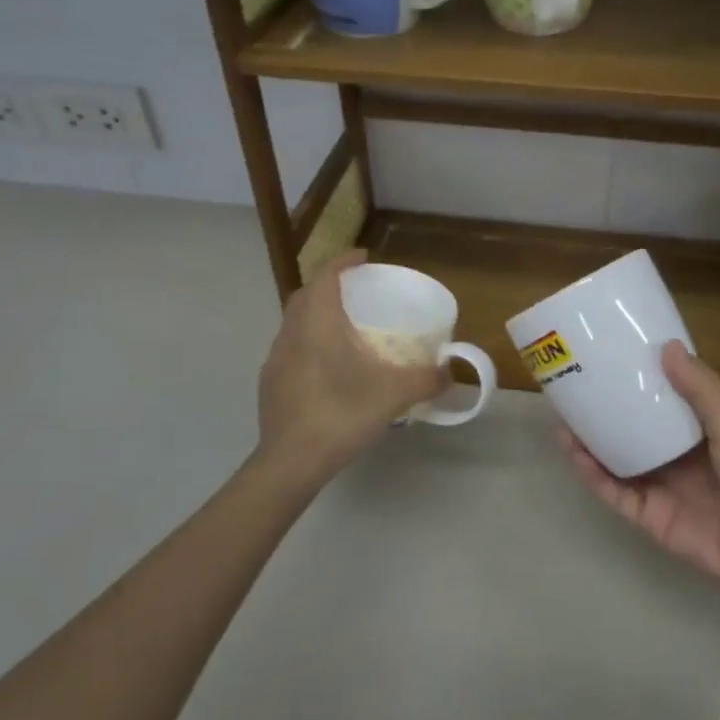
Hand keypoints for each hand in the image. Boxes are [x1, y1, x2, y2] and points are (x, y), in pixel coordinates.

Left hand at [257, 249, 450, 481]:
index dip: (343, 261)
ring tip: (343, 329)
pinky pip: (290, 349)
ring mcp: (275, 359)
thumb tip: (450, 373)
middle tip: (356, 293)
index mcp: (318, 324)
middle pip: (306, 295)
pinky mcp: (270, 383)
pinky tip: (327, 368)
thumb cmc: (341, 415)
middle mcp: (291, 333)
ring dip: (316, 316)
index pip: (325, 276)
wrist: (290, 462)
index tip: (364, 258)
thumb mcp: (394, 396)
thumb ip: (426, 380)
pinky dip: (308, 344)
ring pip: (294, 323)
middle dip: (328, 286)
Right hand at [558, 341, 719, 600]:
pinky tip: (575, 454)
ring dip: (589, 444)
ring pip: (615, 462)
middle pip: (630, 432)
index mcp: (695, 433)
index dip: (635, 384)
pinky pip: (614, 494)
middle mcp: (673, 458)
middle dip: (603, 413)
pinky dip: (593, 476)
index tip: (609, 361)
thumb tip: (667, 346)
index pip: (659, 402)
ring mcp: (659, 489)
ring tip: (562, 419)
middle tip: (573, 389)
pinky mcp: (648, 518)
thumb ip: (702, 391)